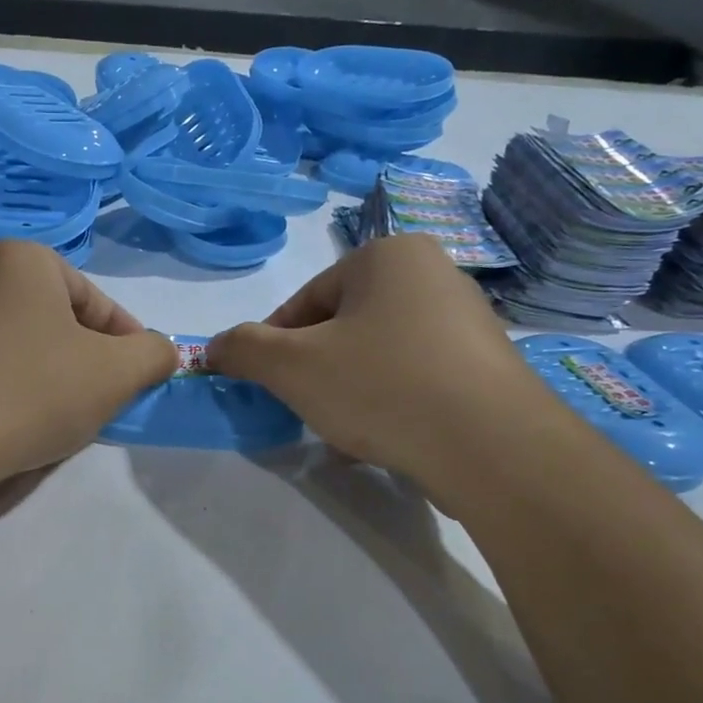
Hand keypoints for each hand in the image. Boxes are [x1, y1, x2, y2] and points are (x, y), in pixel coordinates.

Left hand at [0, 240, 178, 493]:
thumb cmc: (33, 392)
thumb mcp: (116, 373)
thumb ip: (153, 354)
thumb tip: (160, 351)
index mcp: (23, 260)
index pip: (98, 303)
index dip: (128, 345)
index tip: (137, 382)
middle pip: (59, 323)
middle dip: (86, 363)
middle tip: (99, 403)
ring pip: (24, 349)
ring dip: (51, 380)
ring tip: (59, 420)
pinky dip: (12, 393)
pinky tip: (16, 427)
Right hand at [207, 235, 553, 493]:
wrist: (490, 446)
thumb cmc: (381, 386)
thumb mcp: (291, 367)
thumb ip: (243, 350)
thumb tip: (213, 347)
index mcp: (388, 255)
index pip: (306, 300)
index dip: (274, 346)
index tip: (267, 385)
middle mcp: (433, 274)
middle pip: (343, 327)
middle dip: (316, 372)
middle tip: (307, 410)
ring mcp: (466, 321)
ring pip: (377, 356)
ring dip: (349, 392)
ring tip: (346, 432)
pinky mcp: (485, 366)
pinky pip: (415, 378)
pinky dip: (390, 404)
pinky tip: (383, 440)